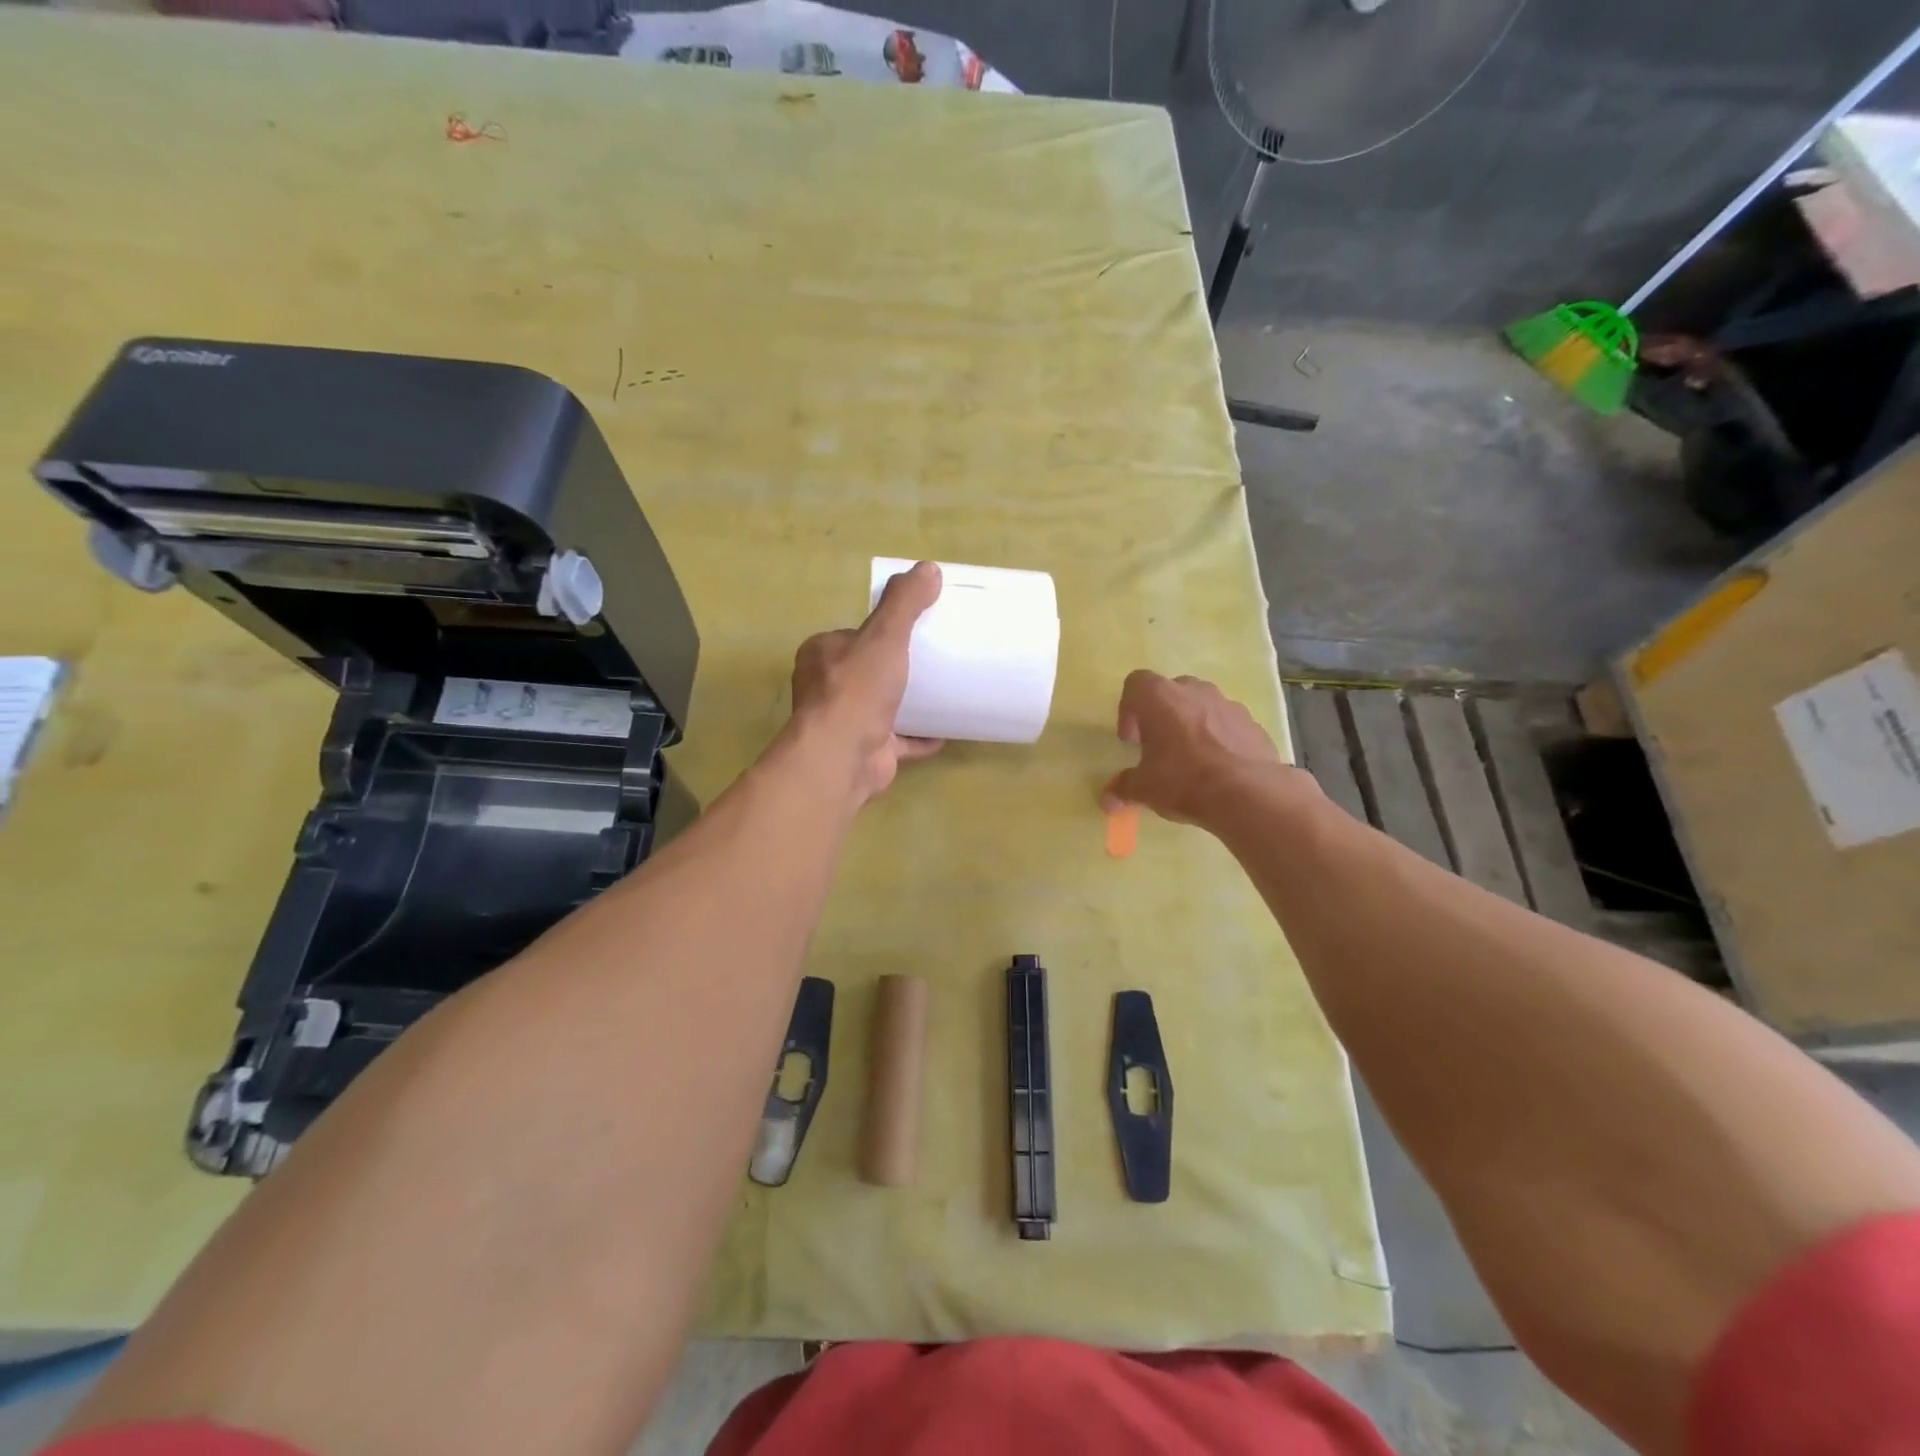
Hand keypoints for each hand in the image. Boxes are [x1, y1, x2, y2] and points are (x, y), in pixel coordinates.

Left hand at [790, 561, 943, 802]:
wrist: (843, 756)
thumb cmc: (857, 690)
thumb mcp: (884, 636)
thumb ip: (904, 603)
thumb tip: (929, 569)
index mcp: (822, 655)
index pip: (853, 635)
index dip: (880, 631)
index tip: (913, 629)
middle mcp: (826, 688)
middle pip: (868, 670)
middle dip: (896, 667)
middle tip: (934, 659)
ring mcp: (846, 723)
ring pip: (881, 706)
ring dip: (907, 702)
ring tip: (943, 691)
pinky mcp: (866, 751)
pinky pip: (898, 740)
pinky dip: (919, 736)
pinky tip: (945, 732)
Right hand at [1100, 670, 1294, 826]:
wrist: (1248, 793)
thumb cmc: (1183, 780)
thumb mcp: (1144, 789)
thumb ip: (1124, 788)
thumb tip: (1107, 800)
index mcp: (1159, 697)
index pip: (1136, 684)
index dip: (1128, 709)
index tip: (1131, 740)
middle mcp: (1194, 691)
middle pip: (1171, 692)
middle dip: (1162, 715)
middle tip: (1159, 746)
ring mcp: (1228, 704)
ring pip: (1202, 706)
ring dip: (1192, 725)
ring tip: (1191, 759)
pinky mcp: (1253, 723)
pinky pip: (1228, 725)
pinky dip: (1220, 739)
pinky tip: (1219, 768)